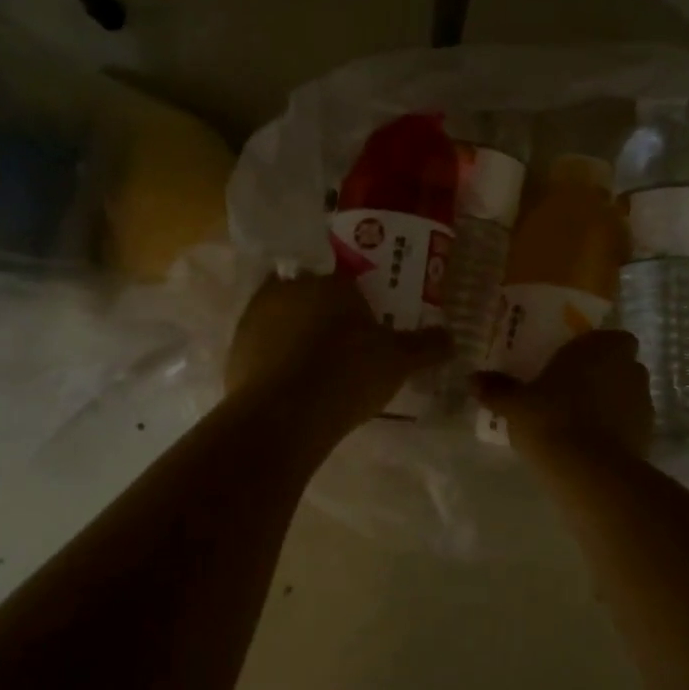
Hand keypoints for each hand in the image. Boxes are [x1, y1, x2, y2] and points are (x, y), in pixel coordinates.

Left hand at [227, 271, 451, 432]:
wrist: (284, 416)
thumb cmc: (348, 373)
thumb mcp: (399, 360)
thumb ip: (427, 345)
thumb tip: (452, 338)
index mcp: (328, 280)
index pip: (345, 273)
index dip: (359, 294)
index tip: (369, 316)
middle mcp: (287, 288)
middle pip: (312, 294)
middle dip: (327, 313)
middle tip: (348, 341)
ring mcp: (254, 319)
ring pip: (284, 320)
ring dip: (300, 336)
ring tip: (321, 367)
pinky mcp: (236, 351)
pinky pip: (265, 349)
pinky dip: (279, 362)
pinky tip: (296, 386)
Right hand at [474, 329, 652, 461]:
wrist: (589, 471)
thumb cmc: (550, 419)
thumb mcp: (515, 404)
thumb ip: (497, 389)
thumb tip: (472, 379)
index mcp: (602, 346)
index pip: (611, 337)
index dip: (596, 349)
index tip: (574, 364)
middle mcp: (630, 367)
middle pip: (620, 365)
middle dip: (603, 374)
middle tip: (572, 391)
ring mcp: (644, 401)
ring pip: (627, 394)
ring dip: (611, 402)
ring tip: (580, 420)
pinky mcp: (648, 434)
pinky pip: (630, 423)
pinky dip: (617, 429)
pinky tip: (592, 444)